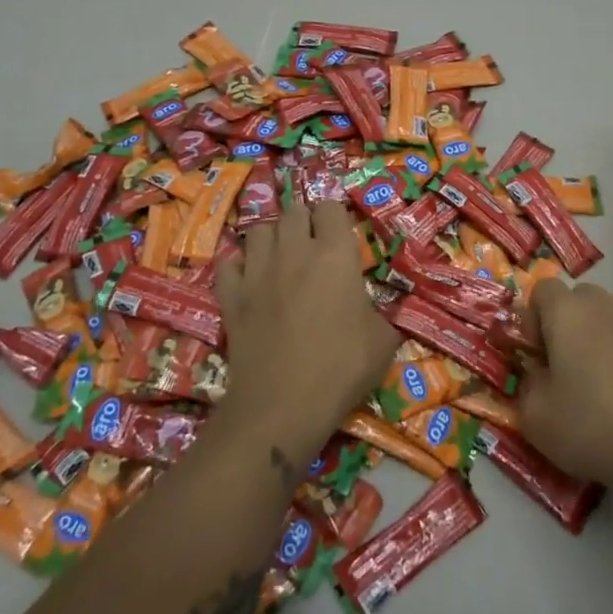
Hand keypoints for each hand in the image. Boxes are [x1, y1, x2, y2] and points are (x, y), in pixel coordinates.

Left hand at [217, 199, 399, 466]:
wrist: (283, 405)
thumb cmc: (342, 369)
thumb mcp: (384, 342)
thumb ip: (384, 314)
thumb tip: (379, 312)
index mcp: (336, 254)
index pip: (331, 207)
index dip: (336, 217)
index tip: (341, 234)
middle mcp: (294, 251)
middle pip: (293, 211)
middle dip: (304, 221)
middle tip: (313, 244)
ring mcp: (257, 271)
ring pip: (258, 230)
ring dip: (271, 238)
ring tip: (280, 257)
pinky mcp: (231, 296)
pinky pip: (228, 263)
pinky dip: (237, 266)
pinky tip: (248, 280)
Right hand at [517, 280, 612, 497]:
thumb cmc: (594, 427)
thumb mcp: (537, 419)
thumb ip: (527, 385)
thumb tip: (537, 372)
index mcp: (567, 312)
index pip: (542, 289)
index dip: (534, 318)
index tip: (539, 354)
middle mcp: (605, 304)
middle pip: (579, 299)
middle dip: (568, 325)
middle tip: (568, 368)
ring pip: (611, 316)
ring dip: (601, 337)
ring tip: (605, 382)